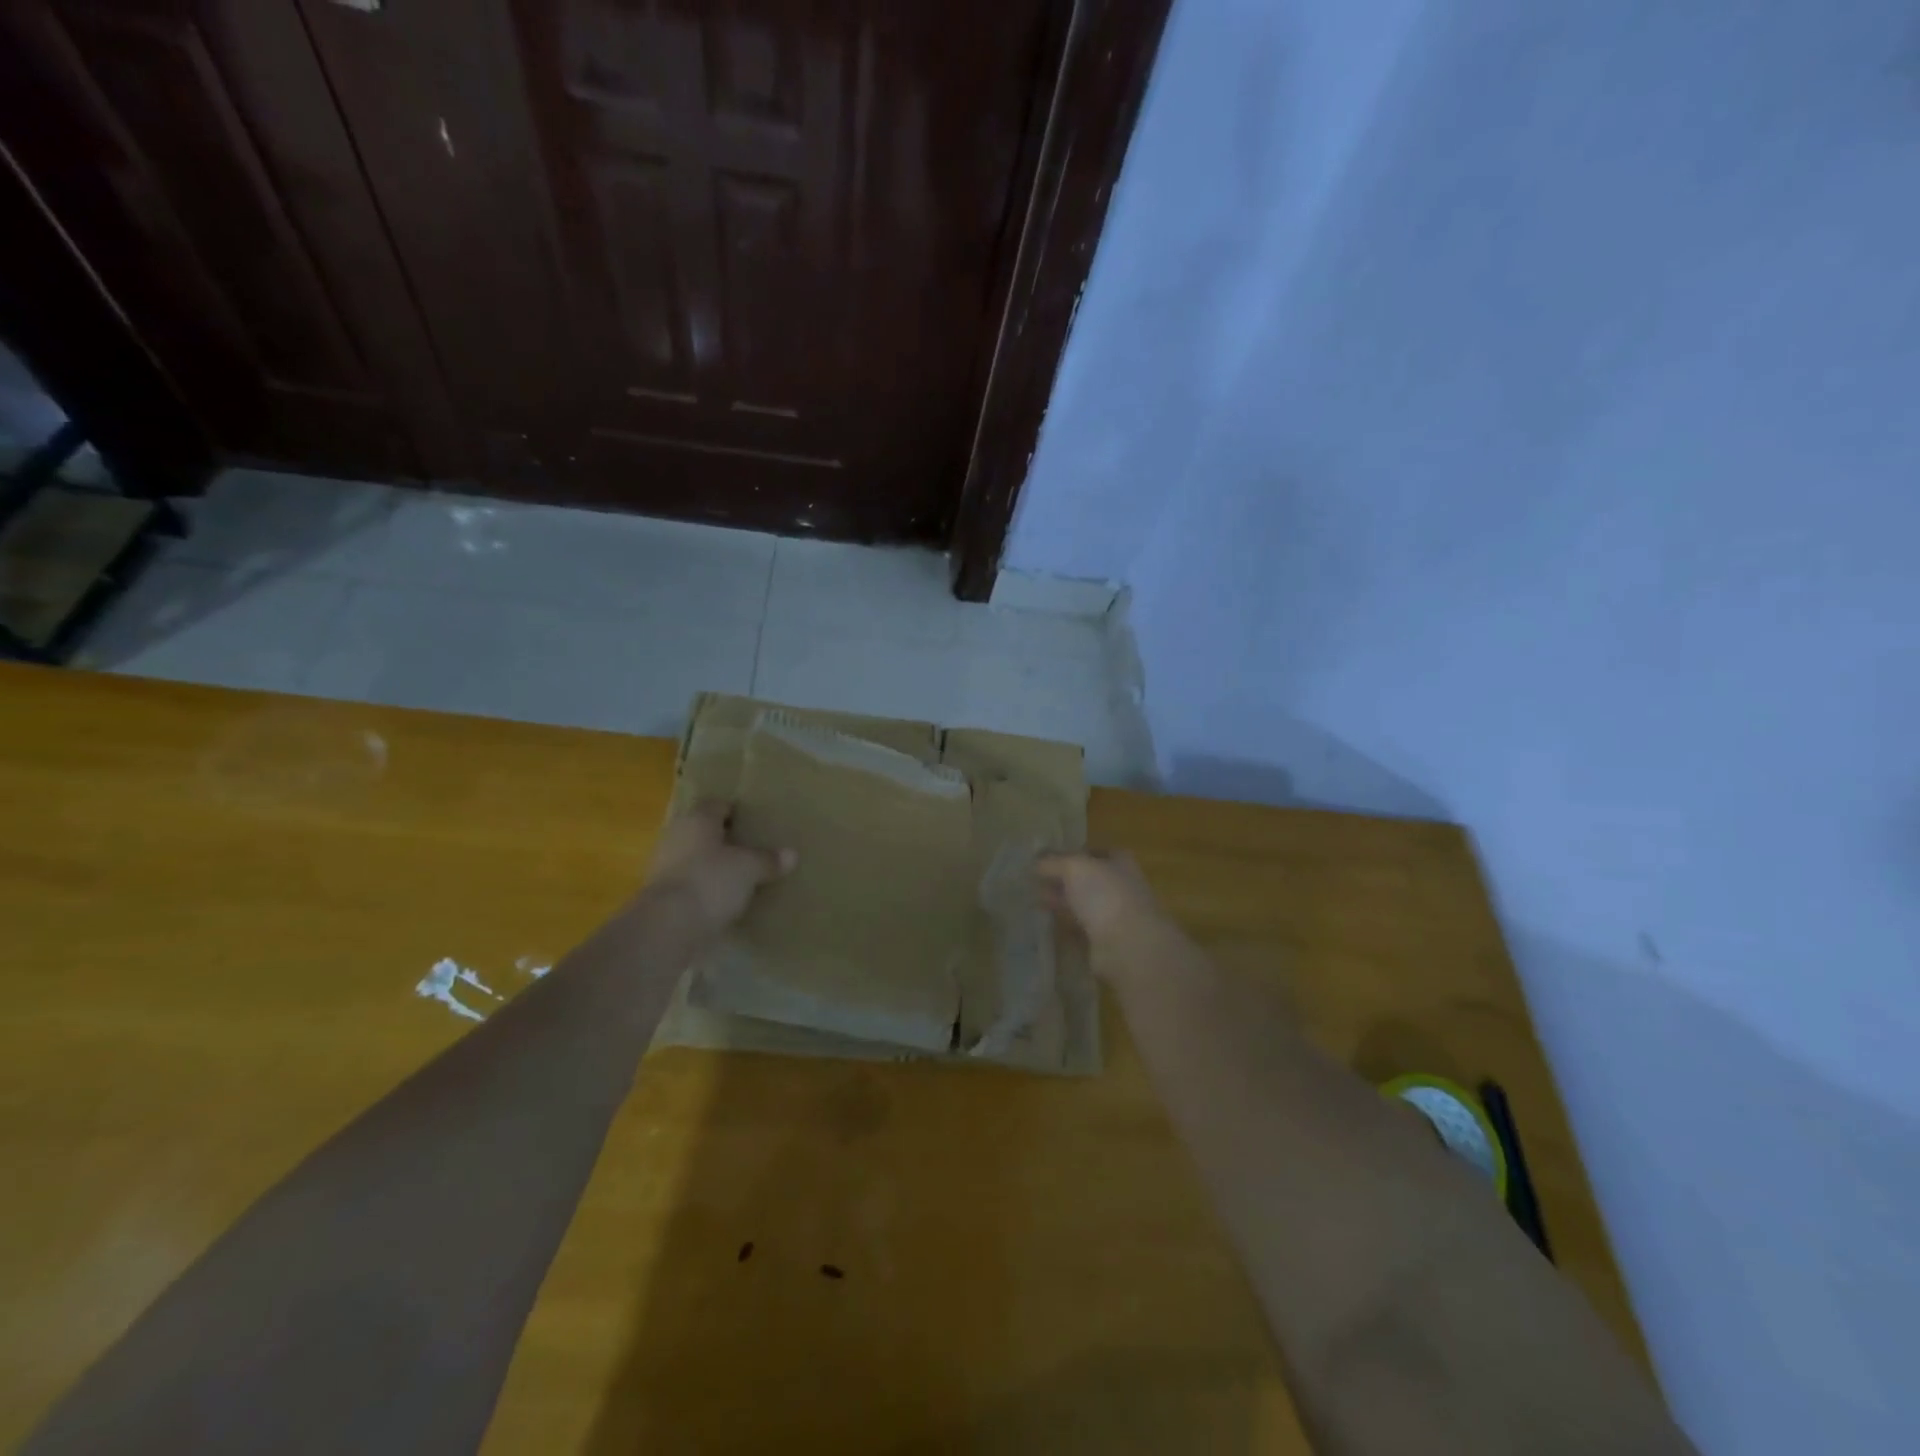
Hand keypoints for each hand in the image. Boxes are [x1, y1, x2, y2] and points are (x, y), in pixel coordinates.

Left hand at [646, 802, 794, 929]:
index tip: (754, 821)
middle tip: (751, 848)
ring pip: (694, 858)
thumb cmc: (711, 880)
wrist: (668, 927)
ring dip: (713, 865)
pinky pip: (690, 884)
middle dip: (724, 839)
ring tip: (741, 876)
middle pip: (704, 831)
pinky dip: (704, 888)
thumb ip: (768, 860)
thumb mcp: (750, 869)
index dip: (736, 811)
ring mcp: (663, 866)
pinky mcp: (661, 896)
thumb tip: (791, 854)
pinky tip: (724, 899)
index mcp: (697, 819)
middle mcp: (676, 836)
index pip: (717, 805)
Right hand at [1035, 850, 1162, 948]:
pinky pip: (1080, 929)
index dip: (1072, 853)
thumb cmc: (1105, 895)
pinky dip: (1064, 925)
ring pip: (1083, 905)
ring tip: (1033, 900)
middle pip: (1087, 880)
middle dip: (1062, 880)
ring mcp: (1115, 916)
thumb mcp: (1074, 867)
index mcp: (1120, 863)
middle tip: (1033, 880)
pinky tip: (1045, 923)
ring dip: (1061, 902)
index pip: (1095, 852)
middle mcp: (1120, 887)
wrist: (1128, 946)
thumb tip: (1036, 860)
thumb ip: (1054, 861)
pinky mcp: (1106, 942)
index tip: (1046, 858)